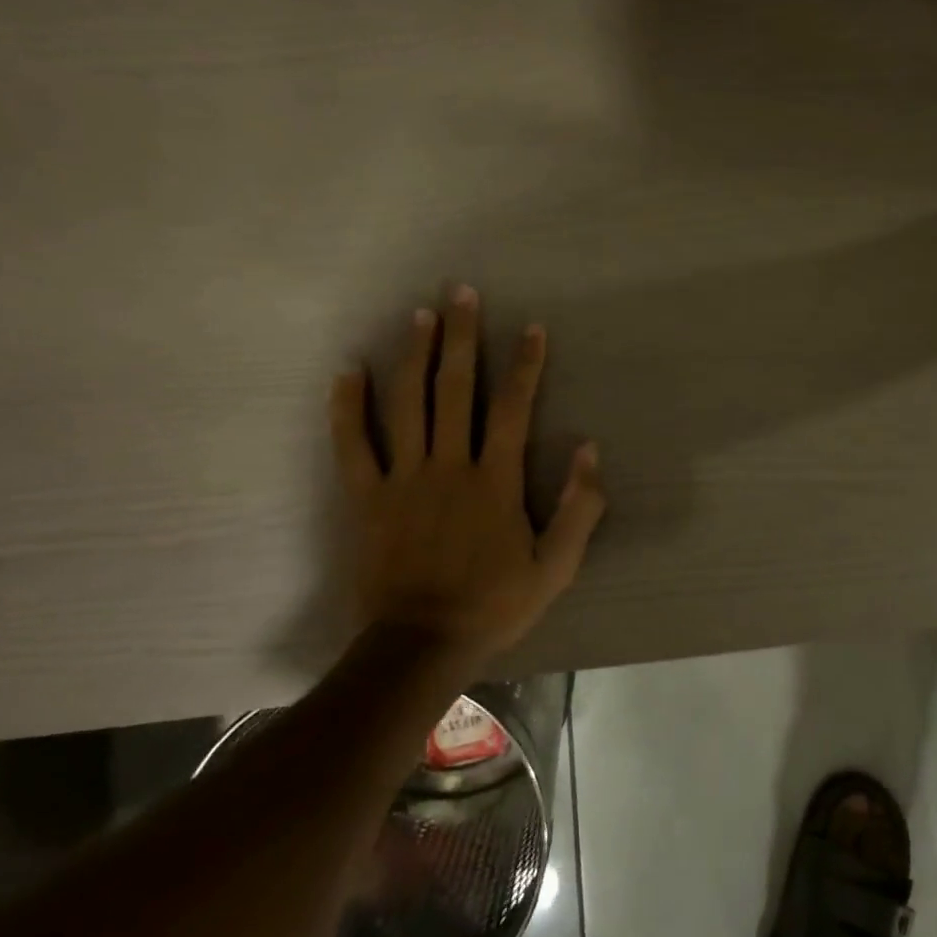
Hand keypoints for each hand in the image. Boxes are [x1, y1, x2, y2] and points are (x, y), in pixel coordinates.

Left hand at [327, 284, 605, 666]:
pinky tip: (348, 371)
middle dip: (462, 338)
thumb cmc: (494, 604)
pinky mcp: (366, 497)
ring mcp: (403, 479)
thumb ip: (579, 508)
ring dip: (413, 356)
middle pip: (456, 390)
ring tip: (420, 315)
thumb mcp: (556, 567)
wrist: (420, 644)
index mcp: (495, 480)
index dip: (525, 365)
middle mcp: (449, 465)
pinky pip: (353, 444)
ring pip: (406, 404)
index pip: (514, 408)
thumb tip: (589, 449)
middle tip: (462, 292)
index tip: (532, 327)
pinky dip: (347, 407)